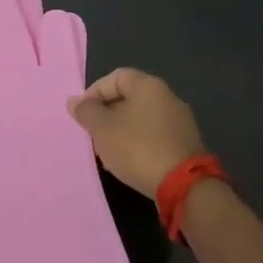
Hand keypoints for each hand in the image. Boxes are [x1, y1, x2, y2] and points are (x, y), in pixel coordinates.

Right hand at [70, 68, 205, 197]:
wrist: (184, 186)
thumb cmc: (138, 148)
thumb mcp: (103, 129)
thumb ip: (86, 112)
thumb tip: (74, 101)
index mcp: (148, 85)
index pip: (115, 76)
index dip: (95, 92)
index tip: (84, 115)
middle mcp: (168, 96)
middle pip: (129, 97)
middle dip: (108, 114)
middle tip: (95, 134)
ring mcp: (181, 120)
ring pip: (142, 117)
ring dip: (123, 129)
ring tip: (110, 150)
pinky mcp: (187, 143)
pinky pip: (156, 134)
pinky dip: (141, 142)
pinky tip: (132, 161)